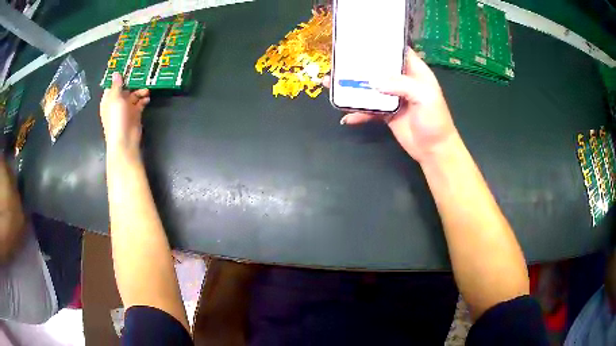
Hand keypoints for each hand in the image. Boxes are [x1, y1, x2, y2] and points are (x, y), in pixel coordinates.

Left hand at [99, 72, 149, 152]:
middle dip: (133, 82)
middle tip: (142, 73)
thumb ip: (116, 85)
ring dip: (140, 90)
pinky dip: (144, 99)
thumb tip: (116, 73)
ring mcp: (126, 109)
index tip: (128, 66)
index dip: (120, 76)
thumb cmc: (116, 119)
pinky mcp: (135, 114)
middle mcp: (117, 103)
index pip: (113, 84)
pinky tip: (147, 98)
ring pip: (134, 95)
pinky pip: (140, 103)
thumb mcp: (115, 99)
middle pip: (125, 88)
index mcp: (109, 99)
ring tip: (147, 88)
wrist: (124, 141)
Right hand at [326, 48, 457, 163]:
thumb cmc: (435, 120)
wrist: (433, 150)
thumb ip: (401, 85)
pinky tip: (346, 116)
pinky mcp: (385, 113)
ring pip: (369, 87)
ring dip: (352, 87)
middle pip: (378, 68)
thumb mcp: (424, 97)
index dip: (382, 44)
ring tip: (331, 84)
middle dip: (359, 65)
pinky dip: (357, 113)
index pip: (397, 51)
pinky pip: (368, 109)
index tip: (362, 38)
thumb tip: (373, 81)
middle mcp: (402, 81)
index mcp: (414, 71)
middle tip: (338, 61)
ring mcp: (392, 97)